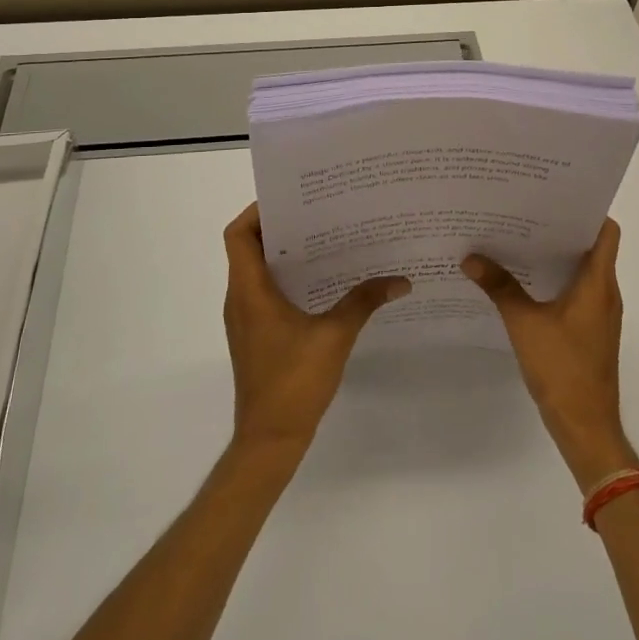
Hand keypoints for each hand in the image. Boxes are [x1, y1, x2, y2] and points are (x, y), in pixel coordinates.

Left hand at [222, 203, 410, 457]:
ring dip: (285, 254)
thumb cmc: (294, 382)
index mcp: (249, 290)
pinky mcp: (255, 335)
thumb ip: (364, 302)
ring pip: (257, 270)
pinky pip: (265, 292)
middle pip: (248, 247)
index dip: (257, 211)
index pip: (238, 234)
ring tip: (326, 239)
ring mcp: (245, 319)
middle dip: (280, 227)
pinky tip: (323, 282)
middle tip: (319, 212)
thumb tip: (400, 280)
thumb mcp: (335, 336)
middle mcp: (240, 298)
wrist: (269, 440)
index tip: (292, 199)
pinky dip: (287, 279)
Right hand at [463, 219, 636, 490]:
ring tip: (518, 238)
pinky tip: (523, 280)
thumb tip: (470, 257)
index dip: (586, 210)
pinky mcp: (590, 330)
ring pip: (582, 270)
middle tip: (524, 211)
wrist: (586, 426)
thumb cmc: (562, 368)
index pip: (606, 231)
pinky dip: (554, 279)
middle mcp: (605, 292)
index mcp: (598, 283)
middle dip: (560, 228)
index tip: (555, 196)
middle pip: (591, 247)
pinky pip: (576, 292)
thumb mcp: (524, 324)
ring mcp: (599, 313)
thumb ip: (500, 287)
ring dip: (556, 255)